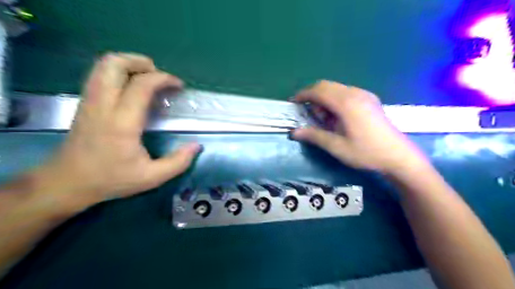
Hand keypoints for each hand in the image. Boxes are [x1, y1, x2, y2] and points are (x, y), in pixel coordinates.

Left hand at [33, 53, 200, 211]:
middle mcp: (103, 105)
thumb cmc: (111, 179)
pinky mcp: (85, 103)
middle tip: (160, 77)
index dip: (163, 79)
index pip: (141, 85)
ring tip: (148, 78)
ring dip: (129, 64)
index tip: (179, 86)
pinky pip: (100, 74)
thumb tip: (196, 146)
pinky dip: (119, 72)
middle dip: (141, 62)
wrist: (68, 183)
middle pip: (115, 64)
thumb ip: (178, 162)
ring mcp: (90, 101)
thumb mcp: (152, 177)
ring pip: (103, 65)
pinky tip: (132, 87)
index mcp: (122, 122)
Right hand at [291, 81, 428, 174]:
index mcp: (346, 103)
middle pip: (326, 85)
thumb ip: (314, 136)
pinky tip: (338, 117)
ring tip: (325, 119)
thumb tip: (293, 132)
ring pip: (336, 88)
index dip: (303, 95)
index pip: (318, 91)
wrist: (398, 157)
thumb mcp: (337, 147)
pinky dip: (335, 100)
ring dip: (324, 98)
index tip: (293, 103)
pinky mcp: (370, 99)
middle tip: (309, 114)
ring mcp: (364, 95)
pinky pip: (346, 92)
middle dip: (313, 96)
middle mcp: (355, 93)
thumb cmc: (366, 153)